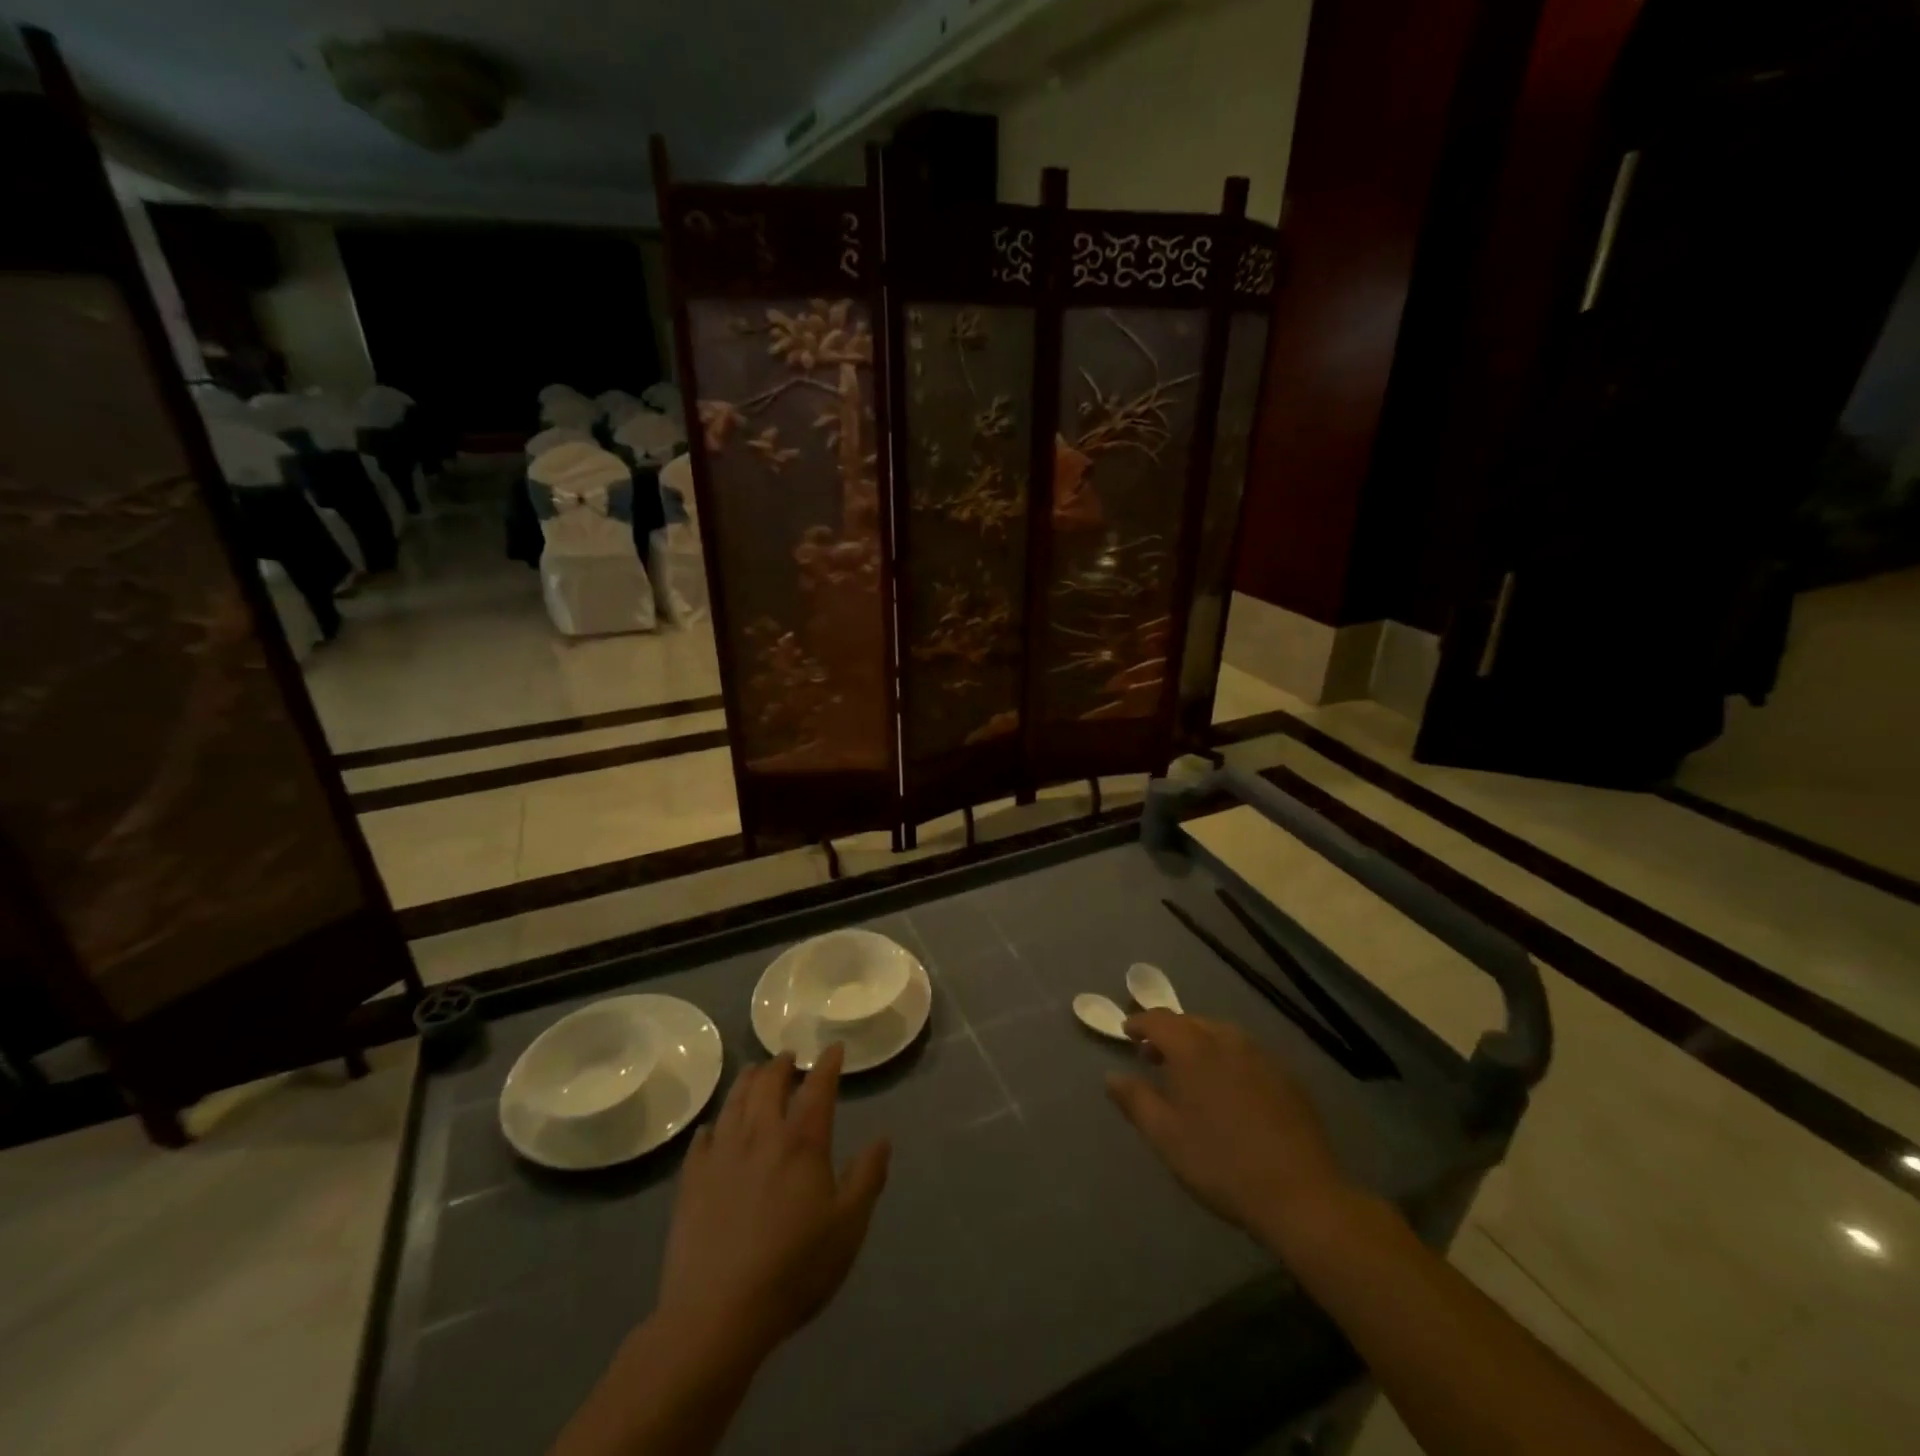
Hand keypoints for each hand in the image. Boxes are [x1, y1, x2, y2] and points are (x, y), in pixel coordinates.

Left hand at [654, 1046, 889, 1362]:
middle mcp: (760, 1136)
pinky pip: (701, 1141)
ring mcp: (722, 1156)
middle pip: (768, 1085)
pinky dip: (712, 1127)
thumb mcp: (848, 1228)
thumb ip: (867, 1178)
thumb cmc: (793, 1269)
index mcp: (802, 1143)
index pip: (818, 1088)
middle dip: (781, 1065)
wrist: (716, 1314)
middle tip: (788, 1056)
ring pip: (734, 1104)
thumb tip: (883, 1139)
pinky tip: (712, 1128)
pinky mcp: (692, 1183)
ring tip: (753, 1072)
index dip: (828, 1065)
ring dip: (746, 1082)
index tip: (834, 1048)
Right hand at [1106, 1010, 1349, 1245]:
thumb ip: (1135, 1100)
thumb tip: (1111, 1076)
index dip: (1139, 1023)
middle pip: (1190, 1022)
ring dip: (1198, 1042)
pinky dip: (1226, 1057)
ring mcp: (1260, 1056)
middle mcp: (1226, 1041)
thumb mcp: (1166, 1136)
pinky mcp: (1285, 1077)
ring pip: (1220, 1034)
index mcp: (1193, 1049)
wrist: (1299, 1195)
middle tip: (1153, 1056)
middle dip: (1168, 1032)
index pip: (1159, 1020)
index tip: (1127, 1034)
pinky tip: (1228, 1088)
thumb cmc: (1220, 1163)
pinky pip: (1245, 1053)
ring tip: (1189, 1071)